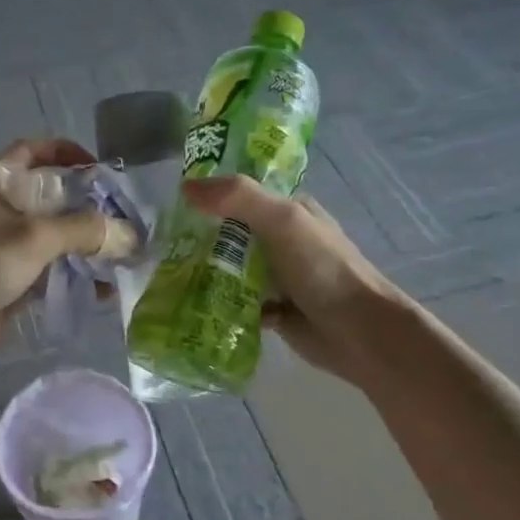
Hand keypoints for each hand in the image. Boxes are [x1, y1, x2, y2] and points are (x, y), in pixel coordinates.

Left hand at [0, 139, 139, 363]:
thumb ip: (86, 230)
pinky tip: (103, 287)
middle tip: (121, 216)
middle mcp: (1, 209)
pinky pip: (52, 268)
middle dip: (87, 206)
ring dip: (86, 244)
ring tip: (120, 255)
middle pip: (51, 196)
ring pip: (55, 234)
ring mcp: (6, 244)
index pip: (31, 151)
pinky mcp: (13, 276)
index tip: (97, 166)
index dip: (64, 151)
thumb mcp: (38, 236)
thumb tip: (131, 235)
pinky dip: (76, 273)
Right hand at [182, 174, 407, 386]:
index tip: (170, 202)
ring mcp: (276, 276)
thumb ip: (238, 198)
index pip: (241, 193)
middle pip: (229, 232)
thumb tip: (186, 186)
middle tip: (159, 244)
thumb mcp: (283, 221)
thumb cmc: (323, 269)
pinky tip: (192, 305)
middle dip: (198, 237)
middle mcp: (280, 239)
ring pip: (229, 267)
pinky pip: (234, 300)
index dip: (209, 194)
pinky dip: (217, 302)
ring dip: (204, 272)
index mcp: (288, 210)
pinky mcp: (271, 309)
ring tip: (166, 275)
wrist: (360, 333)